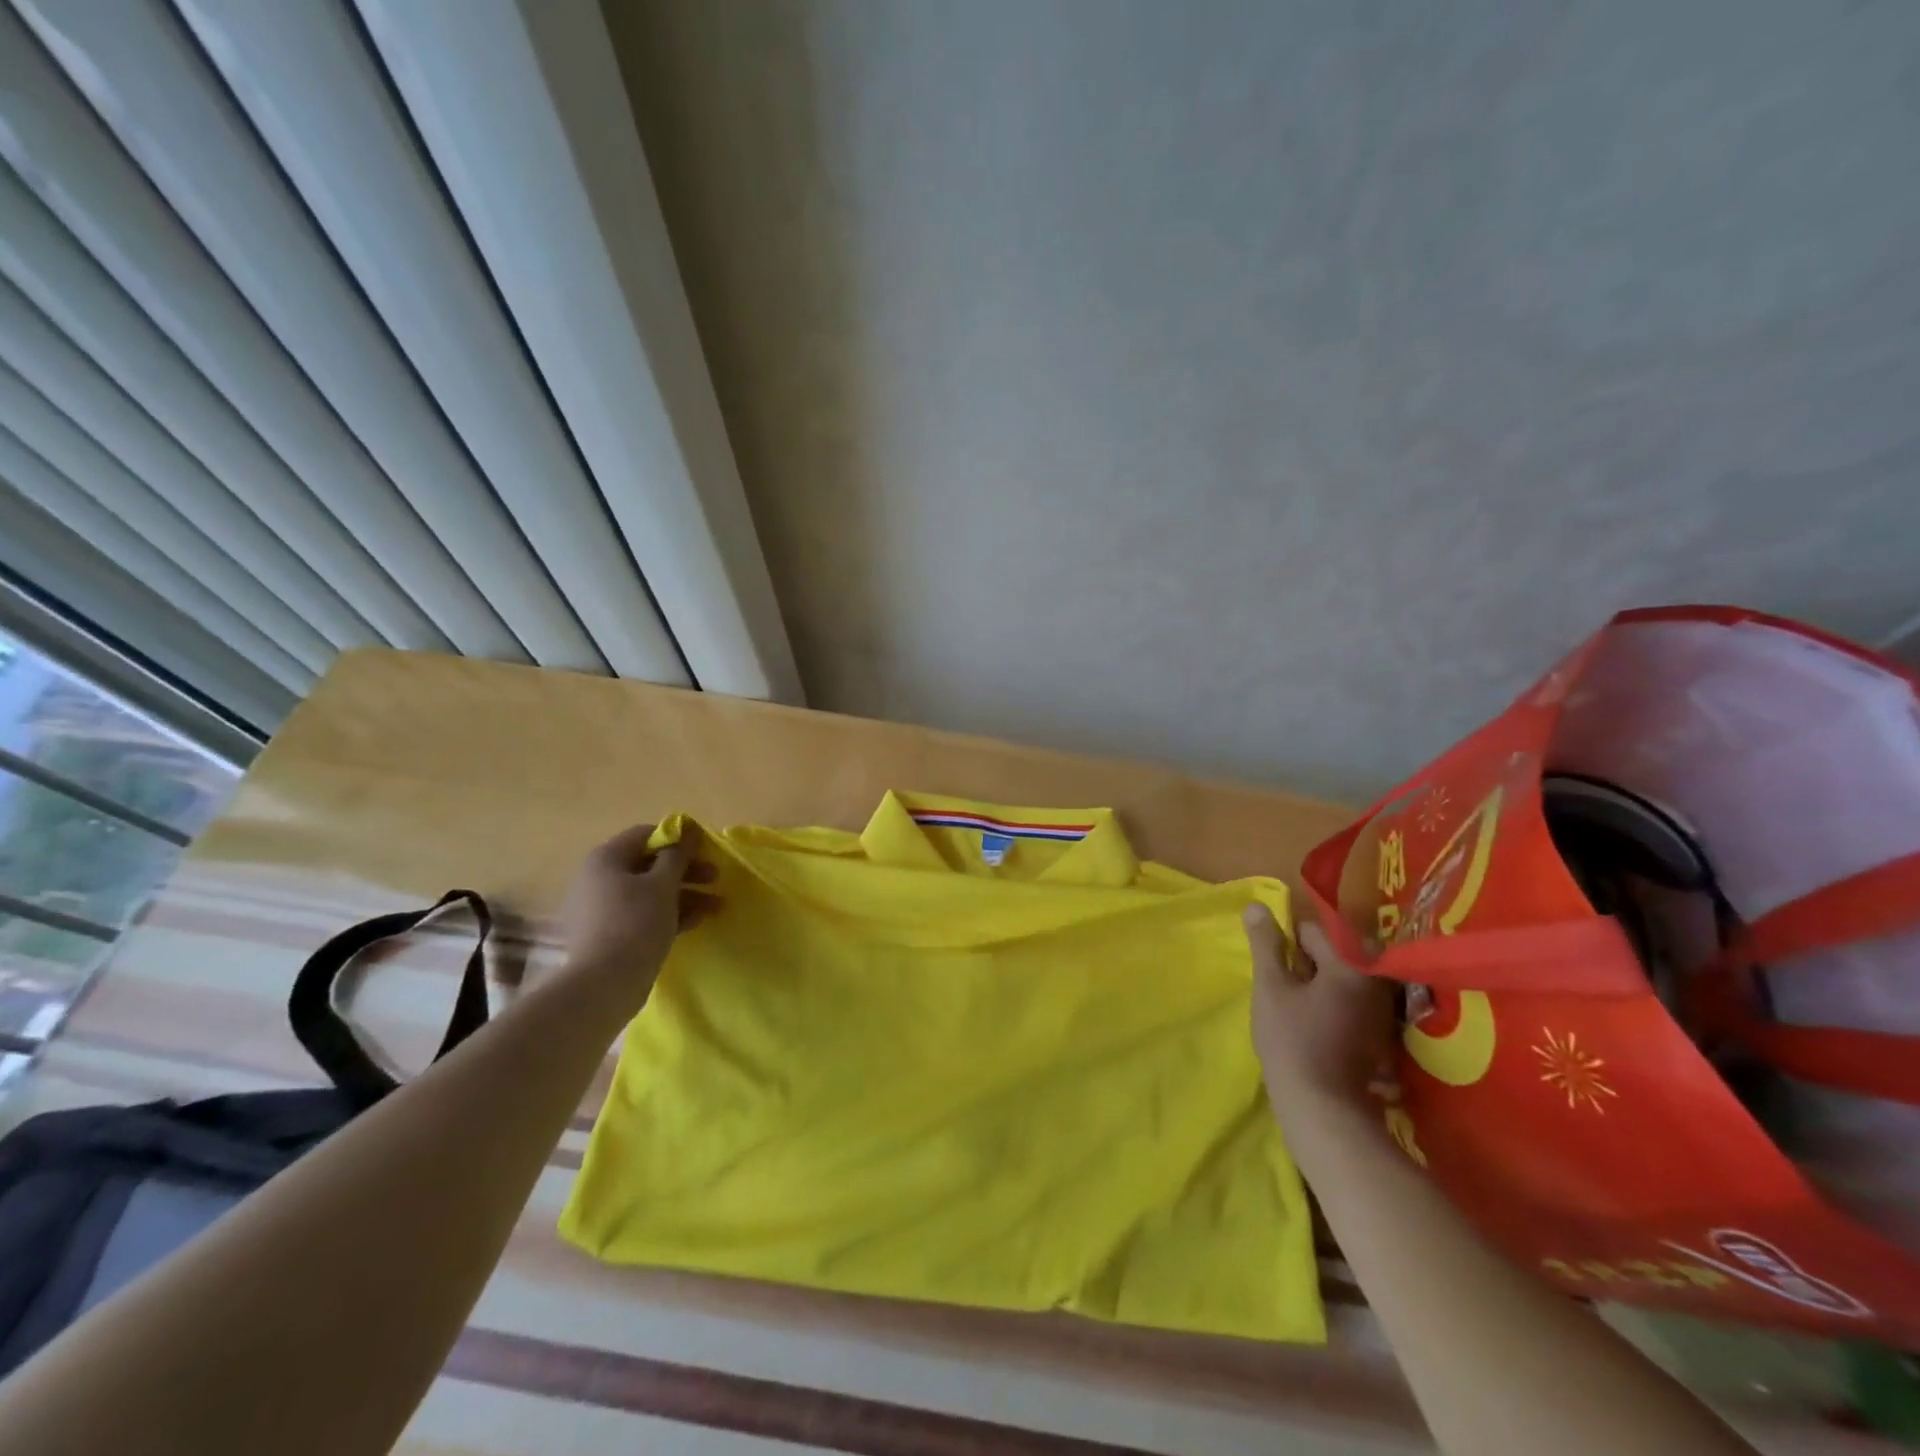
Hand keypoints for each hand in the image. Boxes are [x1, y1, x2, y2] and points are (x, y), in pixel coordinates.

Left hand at [558, 823, 713, 989]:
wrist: (604, 985)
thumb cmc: (635, 923)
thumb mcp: (663, 884)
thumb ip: (678, 853)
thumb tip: (687, 827)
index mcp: (606, 859)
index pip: (646, 834)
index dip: (678, 838)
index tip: (707, 849)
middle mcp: (599, 878)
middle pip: (649, 864)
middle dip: (686, 870)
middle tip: (716, 876)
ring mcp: (602, 908)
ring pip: (650, 891)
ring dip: (685, 894)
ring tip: (717, 905)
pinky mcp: (610, 934)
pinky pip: (643, 913)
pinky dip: (670, 913)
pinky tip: (698, 920)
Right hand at [1244, 905, 1395, 1137]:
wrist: (1323, 1110)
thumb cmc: (1292, 1041)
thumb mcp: (1270, 986)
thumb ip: (1265, 943)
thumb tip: (1256, 905)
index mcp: (1352, 964)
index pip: (1313, 930)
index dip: (1285, 944)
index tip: (1273, 968)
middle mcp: (1375, 983)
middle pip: (1332, 954)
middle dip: (1304, 963)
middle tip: (1283, 988)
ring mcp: (1381, 1012)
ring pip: (1341, 979)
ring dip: (1318, 984)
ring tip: (1295, 1008)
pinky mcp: (1378, 1036)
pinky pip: (1351, 1003)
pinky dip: (1331, 1005)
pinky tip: (1313, 1027)